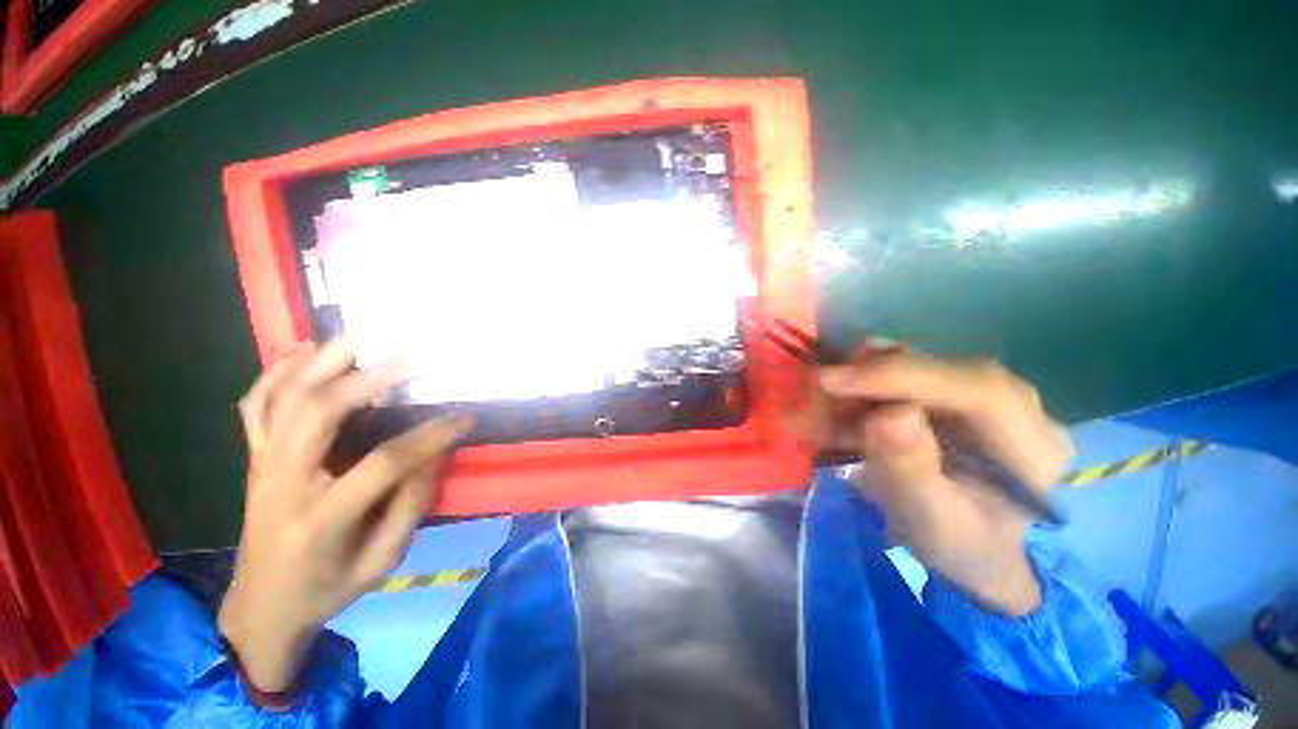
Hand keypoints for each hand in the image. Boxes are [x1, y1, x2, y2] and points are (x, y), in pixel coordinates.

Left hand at [218, 339, 471, 692]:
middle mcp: (282, 483)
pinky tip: (302, 351)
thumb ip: (411, 503)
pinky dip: (276, 373)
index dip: (431, 436)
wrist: (262, 609)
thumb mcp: (383, 560)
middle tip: (411, 362)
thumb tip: (435, 451)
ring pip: (284, 399)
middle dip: (368, 380)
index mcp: (320, 519)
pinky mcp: (253, 459)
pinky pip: (255, 406)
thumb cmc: (328, 589)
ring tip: (360, 338)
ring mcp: (260, 466)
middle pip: (318, 413)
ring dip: (322, 363)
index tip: (465, 417)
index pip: (383, 463)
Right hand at [807, 348, 1072, 614]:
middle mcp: (1019, 407)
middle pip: (938, 369)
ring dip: (859, 384)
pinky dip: (862, 390)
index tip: (831, 380)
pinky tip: (837, 408)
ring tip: (820, 408)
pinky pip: (904, 378)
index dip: (898, 375)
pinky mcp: (957, 396)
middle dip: (868, 379)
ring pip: (915, 368)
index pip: (975, 388)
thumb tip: (889, 413)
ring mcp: (986, 397)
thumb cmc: (960, 546)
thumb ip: (912, 471)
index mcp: (1033, 446)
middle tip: (815, 393)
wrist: (976, 550)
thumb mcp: (931, 522)